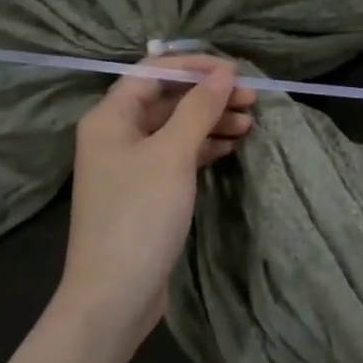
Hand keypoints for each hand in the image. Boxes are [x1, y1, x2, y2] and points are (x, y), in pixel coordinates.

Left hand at [61, 56, 255, 347]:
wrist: (114, 295)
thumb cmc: (139, 215)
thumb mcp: (173, 155)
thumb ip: (199, 108)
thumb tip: (224, 72)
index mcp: (110, 117)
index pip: (153, 72)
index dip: (196, 67)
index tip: (236, 72)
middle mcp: (116, 134)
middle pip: (167, 99)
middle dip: (209, 95)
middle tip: (252, 100)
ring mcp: (130, 164)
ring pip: (176, 127)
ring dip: (211, 121)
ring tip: (249, 125)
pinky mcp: (145, 190)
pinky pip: (177, 154)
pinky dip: (203, 147)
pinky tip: (231, 146)